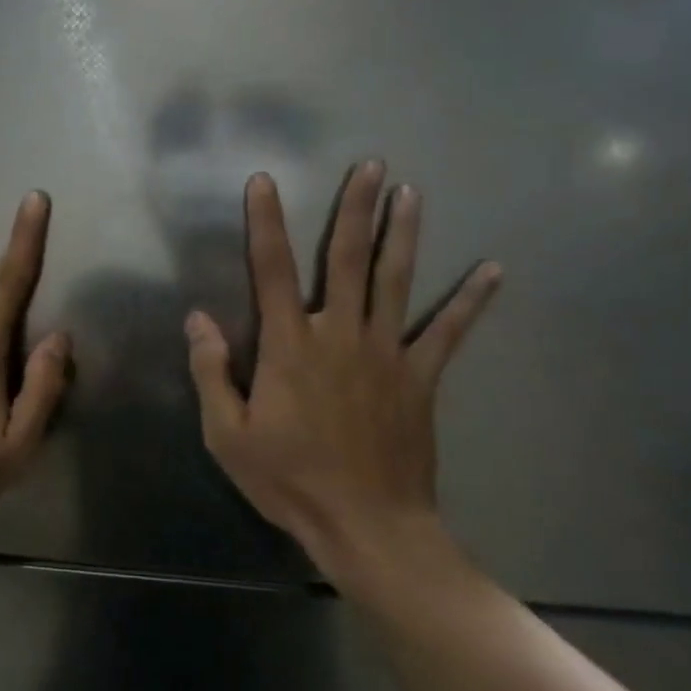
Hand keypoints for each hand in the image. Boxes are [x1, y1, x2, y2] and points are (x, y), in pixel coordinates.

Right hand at [185, 162, 500, 588]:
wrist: (366, 525)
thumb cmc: (289, 480)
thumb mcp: (228, 435)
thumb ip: (212, 373)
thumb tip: (197, 319)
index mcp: (290, 346)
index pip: (273, 270)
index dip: (266, 223)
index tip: (264, 182)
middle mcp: (340, 334)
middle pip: (347, 259)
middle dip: (356, 209)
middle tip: (371, 165)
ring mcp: (387, 353)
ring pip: (396, 280)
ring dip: (404, 233)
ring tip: (412, 192)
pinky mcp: (421, 378)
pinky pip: (448, 332)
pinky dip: (470, 301)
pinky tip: (493, 270)